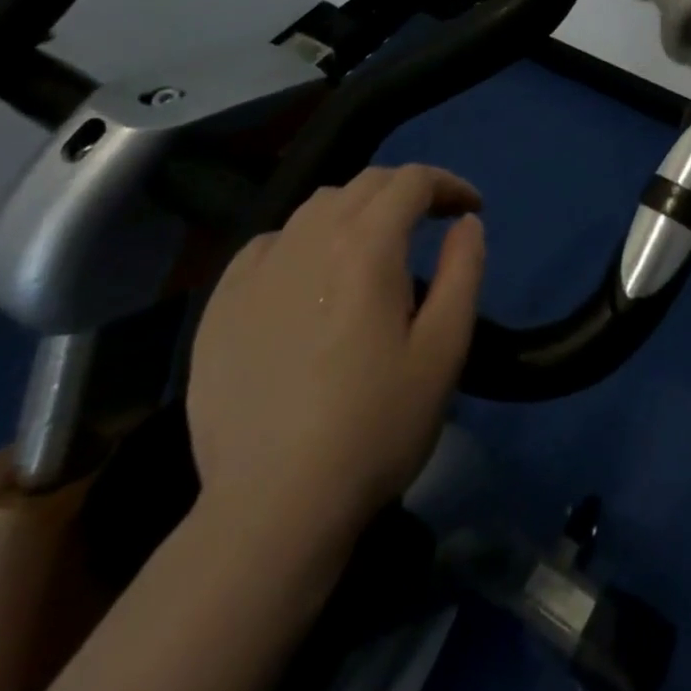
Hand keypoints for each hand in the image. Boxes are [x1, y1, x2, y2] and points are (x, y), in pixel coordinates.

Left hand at [185, 166, 485, 561]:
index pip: (412, 181)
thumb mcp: (445, 349)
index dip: (448, 184)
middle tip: (433, 221)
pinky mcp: (220, 307)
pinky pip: (268, 244)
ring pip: (315, 207)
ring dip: (357, 209)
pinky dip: (302, 240)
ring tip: (374, 246)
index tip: (471, 209)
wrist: (273, 509)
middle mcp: (308, 240)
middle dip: (407, 190)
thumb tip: (467, 223)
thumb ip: (464, 271)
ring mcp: (257, 272)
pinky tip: (309, 275)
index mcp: (366, 246)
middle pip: (364, 184)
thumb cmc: (375, 426)